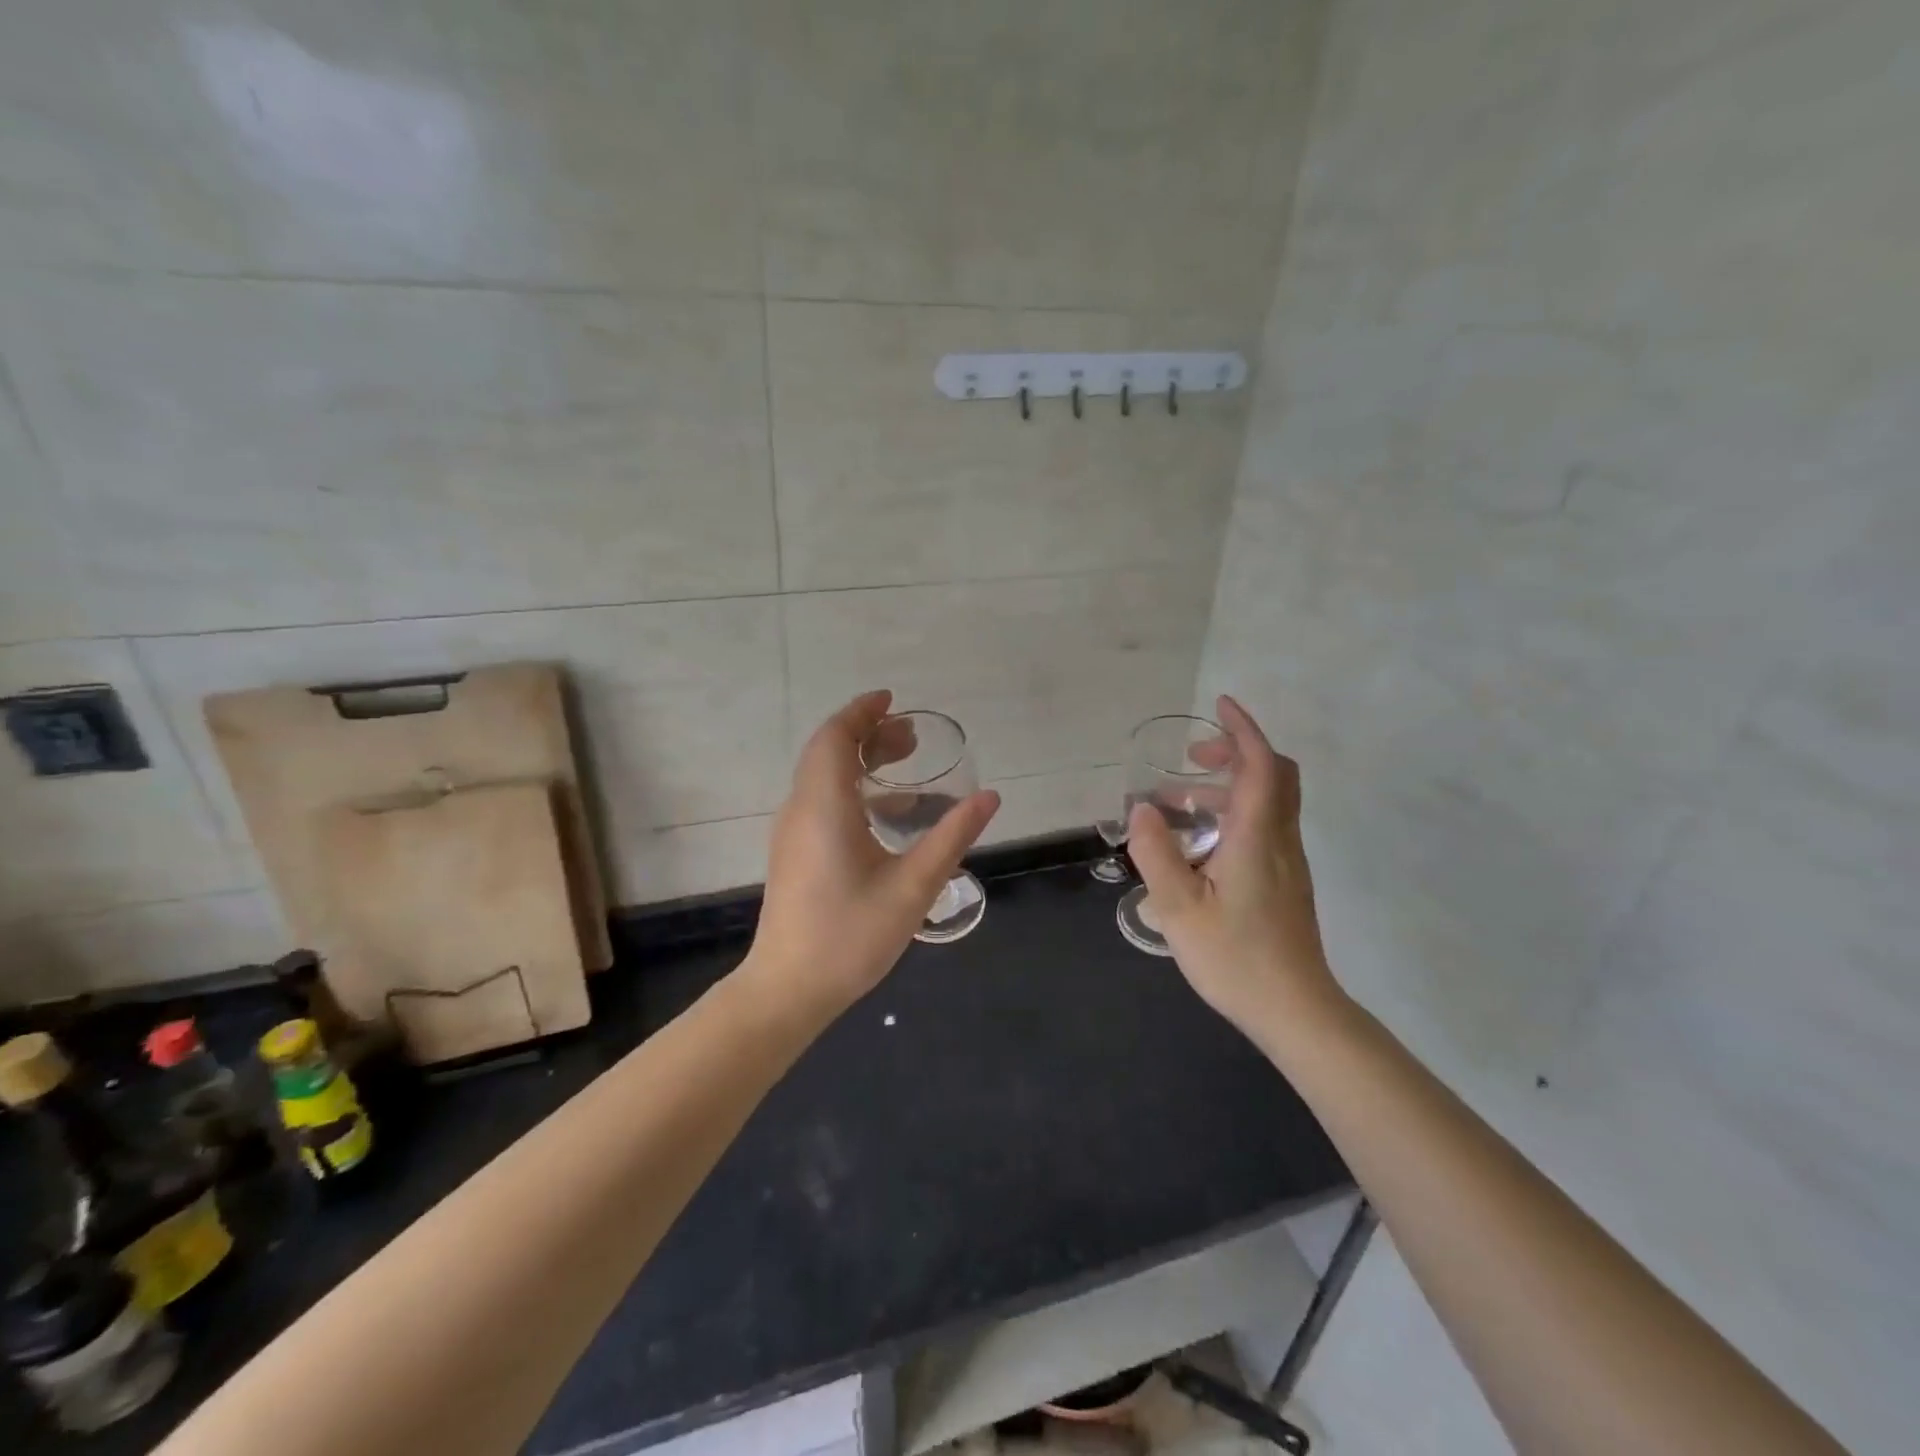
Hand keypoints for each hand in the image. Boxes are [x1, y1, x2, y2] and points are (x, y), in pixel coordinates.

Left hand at [746, 691, 999, 1014]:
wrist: (788, 990)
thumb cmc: (851, 936)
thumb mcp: (913, 886)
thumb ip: (952, 837)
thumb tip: (989, 797)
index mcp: (824, 806)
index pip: (834, 737)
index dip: (862, 712)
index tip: (893, 701)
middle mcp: (801, 809)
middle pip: (829, 752)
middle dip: (868, 734)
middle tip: (913, 738)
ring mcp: (793, 833)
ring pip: (823, 777)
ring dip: (860, 762)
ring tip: (906, 766)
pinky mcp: (794, 854)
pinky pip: (821, 801)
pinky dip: (852, 789)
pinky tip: (887, 815)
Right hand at [1127, 695, 1345, 1040]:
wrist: (1295, 1010)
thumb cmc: (1236, 957)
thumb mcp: (1179, 907)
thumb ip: (1157, 853)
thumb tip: (1143, 810)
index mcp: (1256, 837)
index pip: (1260, 765)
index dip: (1243, 729)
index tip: (1220, 705)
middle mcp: (1279, 840)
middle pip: (1274, 775)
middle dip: (1236, 752)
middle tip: (1192, 758)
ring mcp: (1288, 863)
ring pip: (1269, 803)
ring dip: (1229, 787)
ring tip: (1178, 803)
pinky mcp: (1286, 883)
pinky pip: (1265, 828)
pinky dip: (1235, 813)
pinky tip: (1199, 845)